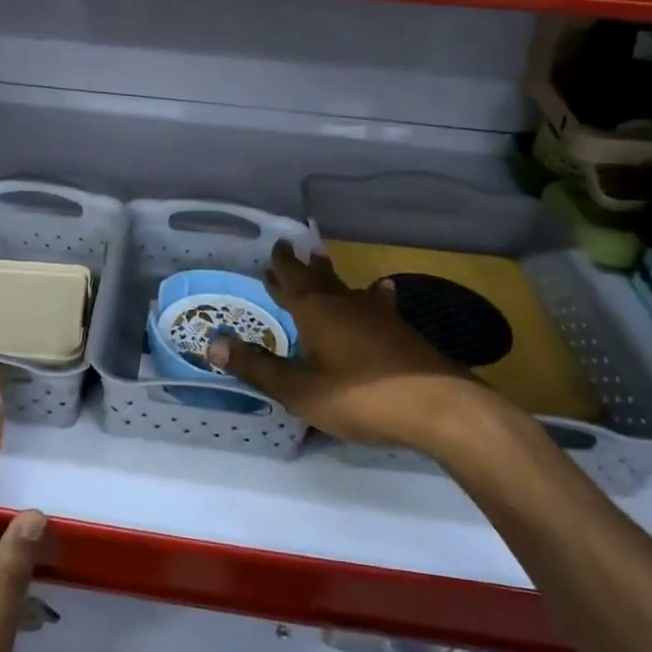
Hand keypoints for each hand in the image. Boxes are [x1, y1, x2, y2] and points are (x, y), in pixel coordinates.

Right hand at [206, 243, 508, 455]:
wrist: (439, 407)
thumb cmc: (360, 396)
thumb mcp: (300, 390)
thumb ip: (258, 367)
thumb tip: (212, 342)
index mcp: (316, 312)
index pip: (292, 278)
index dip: (281, 264)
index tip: (275, 244)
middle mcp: (346, 304)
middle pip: (320, 278)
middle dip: (302, 267)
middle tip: (292, 252)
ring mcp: (379, 316)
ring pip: (349, 289)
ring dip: (333, 278)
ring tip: (326, 264)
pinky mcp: (402, 333)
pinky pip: (377, 305)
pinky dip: (370, 298)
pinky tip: (382, 295)